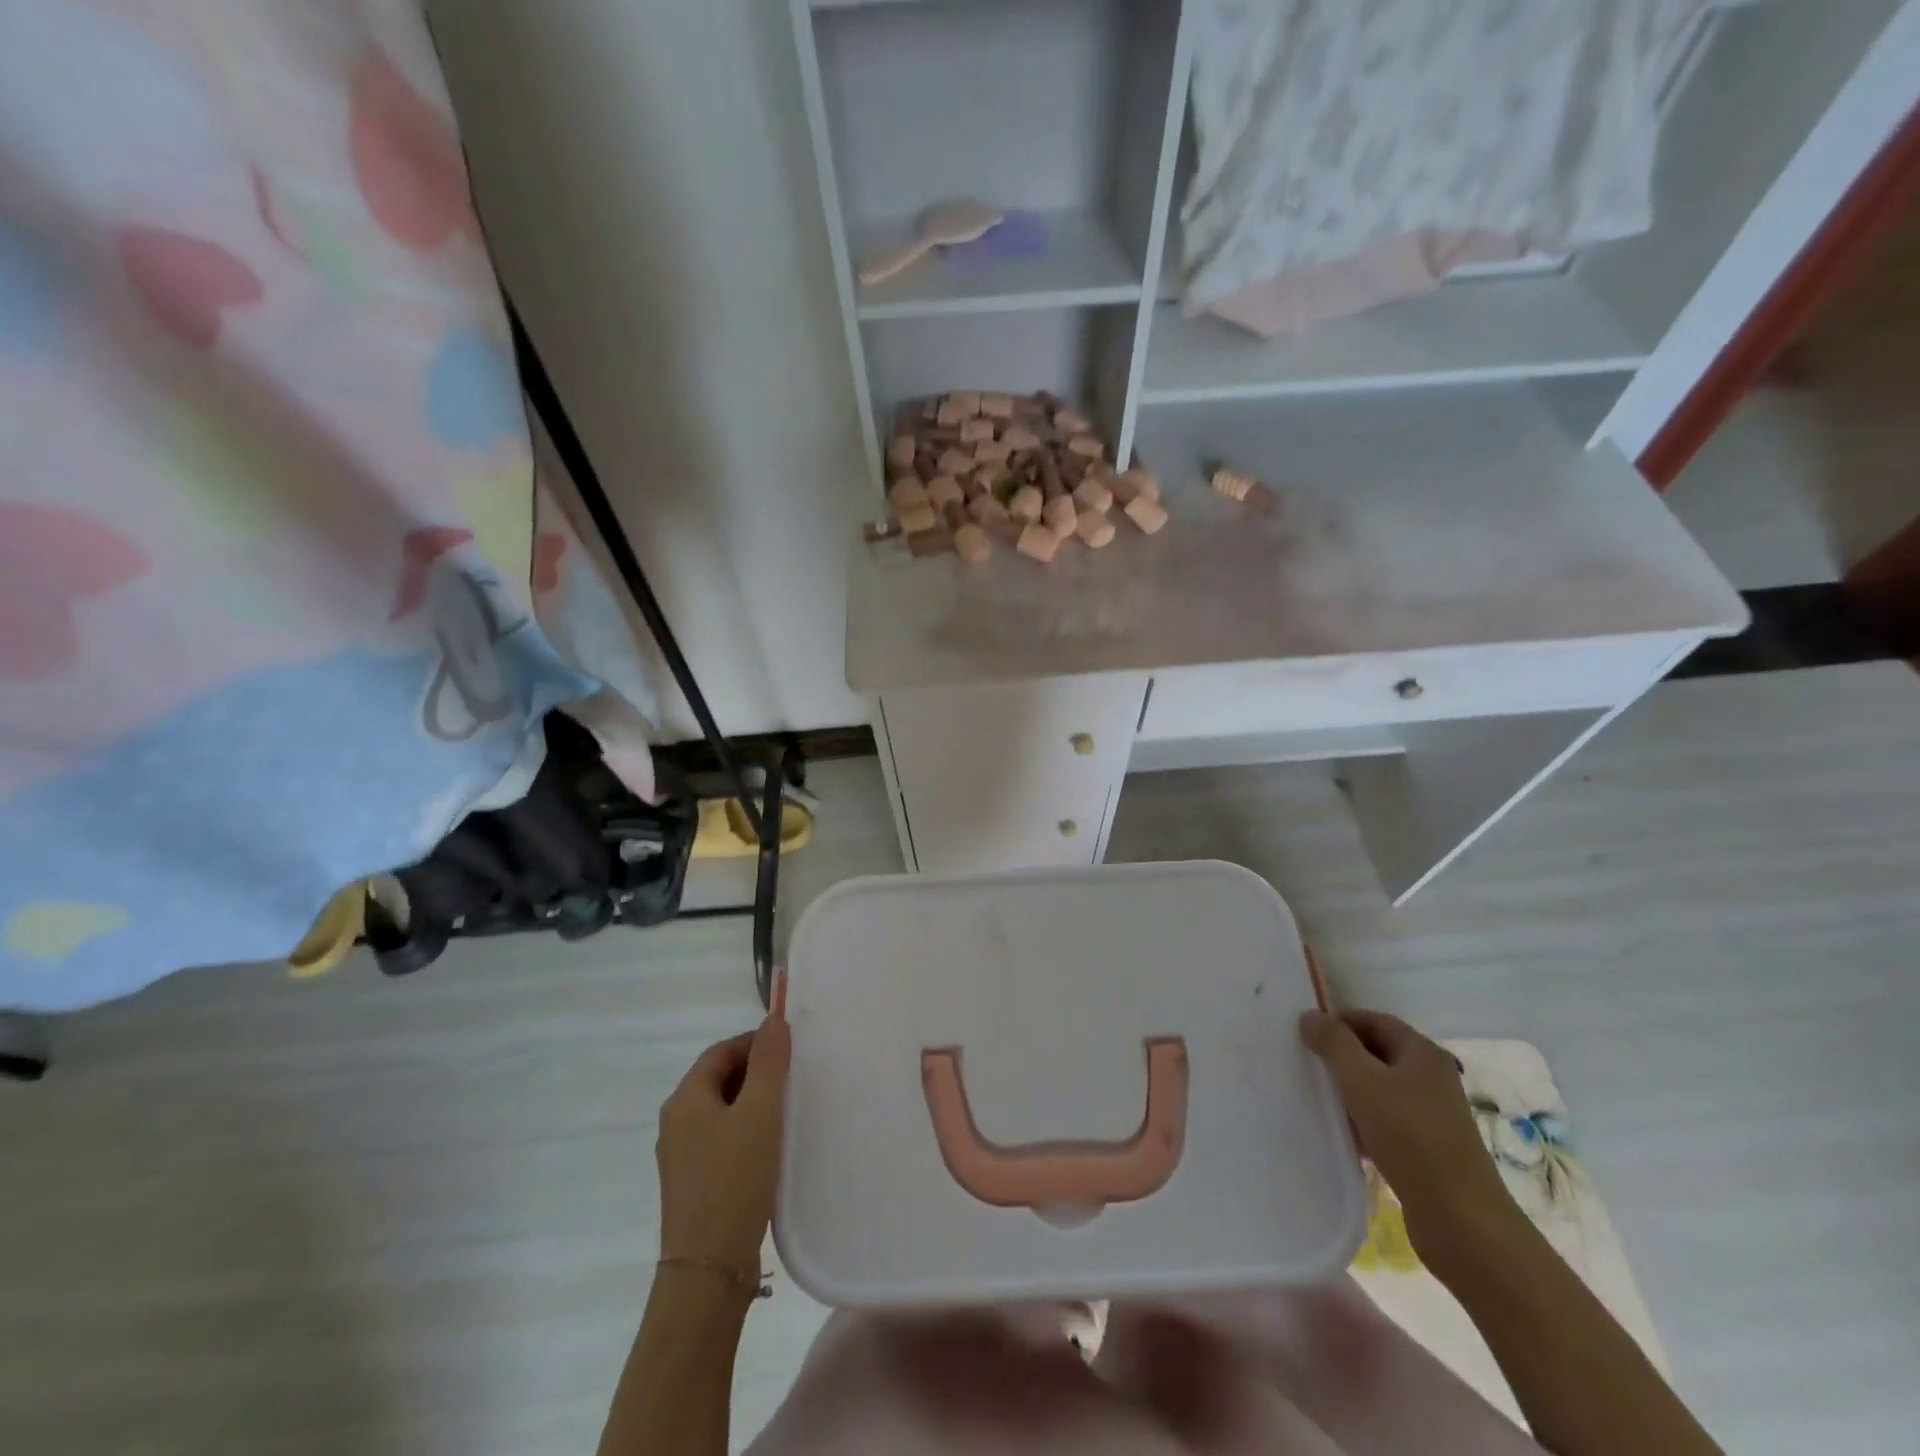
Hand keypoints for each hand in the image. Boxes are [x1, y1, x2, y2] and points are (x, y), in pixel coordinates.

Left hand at [656, 1014, 790, 1273]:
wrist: (708, 1270)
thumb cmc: (735, 1180)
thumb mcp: (760, 1112)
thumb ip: (769, 1062)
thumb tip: (773, 1020)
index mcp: (685, 1099)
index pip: (721, 1051)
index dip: (755, 1042)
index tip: (790, 1050)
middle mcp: (676, 1122)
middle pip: (718, 1078)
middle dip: (756, 1071)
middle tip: (793, 1078)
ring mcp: (681, 1155)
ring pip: (721, 1109)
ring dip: (752, 1101)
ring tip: (787, 1110)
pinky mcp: (692, 1182)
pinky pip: (720, 1138)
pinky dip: (745, 1129)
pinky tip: (770, 1146)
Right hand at [1300, 1008, 1519, 1268]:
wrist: (1461, 1220)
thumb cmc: (1411, 1138)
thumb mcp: (1363, 1082)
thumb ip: (1334, 1044)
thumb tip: (1310, 1015)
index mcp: (1423, 1054)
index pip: (1375, 1020)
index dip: (1340, 1021)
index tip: (1306, 1033)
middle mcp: (1431, 1078)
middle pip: (1378, 1052)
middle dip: (1342, 1055)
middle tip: (1306, 1062)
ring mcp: (1432, 1114)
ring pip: (1380, 1088)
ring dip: (1350, 1090)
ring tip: (1319, 1098)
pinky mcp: (1427, 1147)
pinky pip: (1386, 1119)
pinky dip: (1363, 1120)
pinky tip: (1344, 1134)